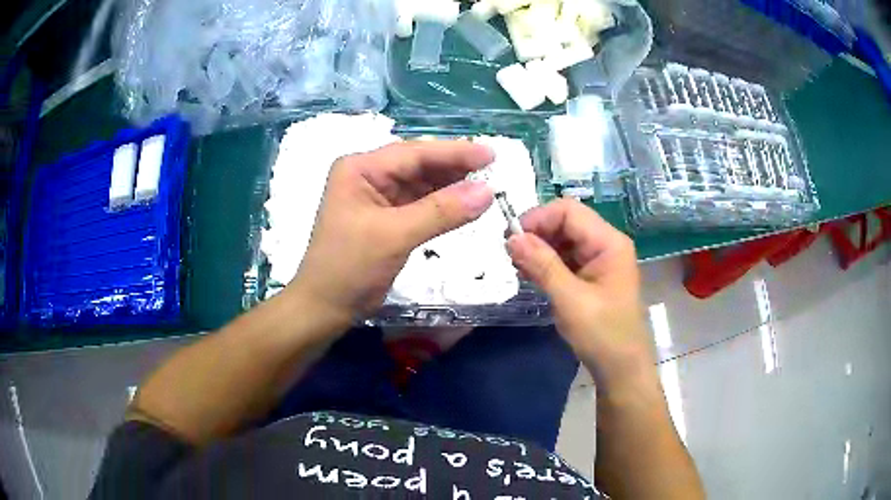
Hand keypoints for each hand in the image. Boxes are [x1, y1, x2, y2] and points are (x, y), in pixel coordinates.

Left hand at [287, 140, 494, 329]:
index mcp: (360, 169)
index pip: (414, 153)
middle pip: (418, 164)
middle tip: (493, 169)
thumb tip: (487, 192)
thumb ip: (441, 211)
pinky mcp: (386, 218)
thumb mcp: (394, 236)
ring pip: (421, 184)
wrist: (325, 308)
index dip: (454, 153)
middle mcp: (368, 176)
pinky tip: (464, 204)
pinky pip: (420, 204)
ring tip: (485, 185)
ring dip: (451, 185)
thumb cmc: (349, 268)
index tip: (491, 154)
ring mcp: (377, 197)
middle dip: (454, 167)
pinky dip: (442, 205)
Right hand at [506, 199, 654, 385]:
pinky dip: (545, 263)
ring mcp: (598, 260)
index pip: (569, 211)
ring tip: (517, 267)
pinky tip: (529, 275)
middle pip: (565, 222)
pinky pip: (564, 258)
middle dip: (536, 233)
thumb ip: (542, 266)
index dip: (539, 218)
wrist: (621, 369)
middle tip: (510, 256)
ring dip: (538, 249)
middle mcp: (605, 244)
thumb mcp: (571, 300)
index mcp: (609, 242)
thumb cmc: (603, 335)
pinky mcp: (590, 275)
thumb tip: (512, 237)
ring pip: (562, 239)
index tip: (512, 239)